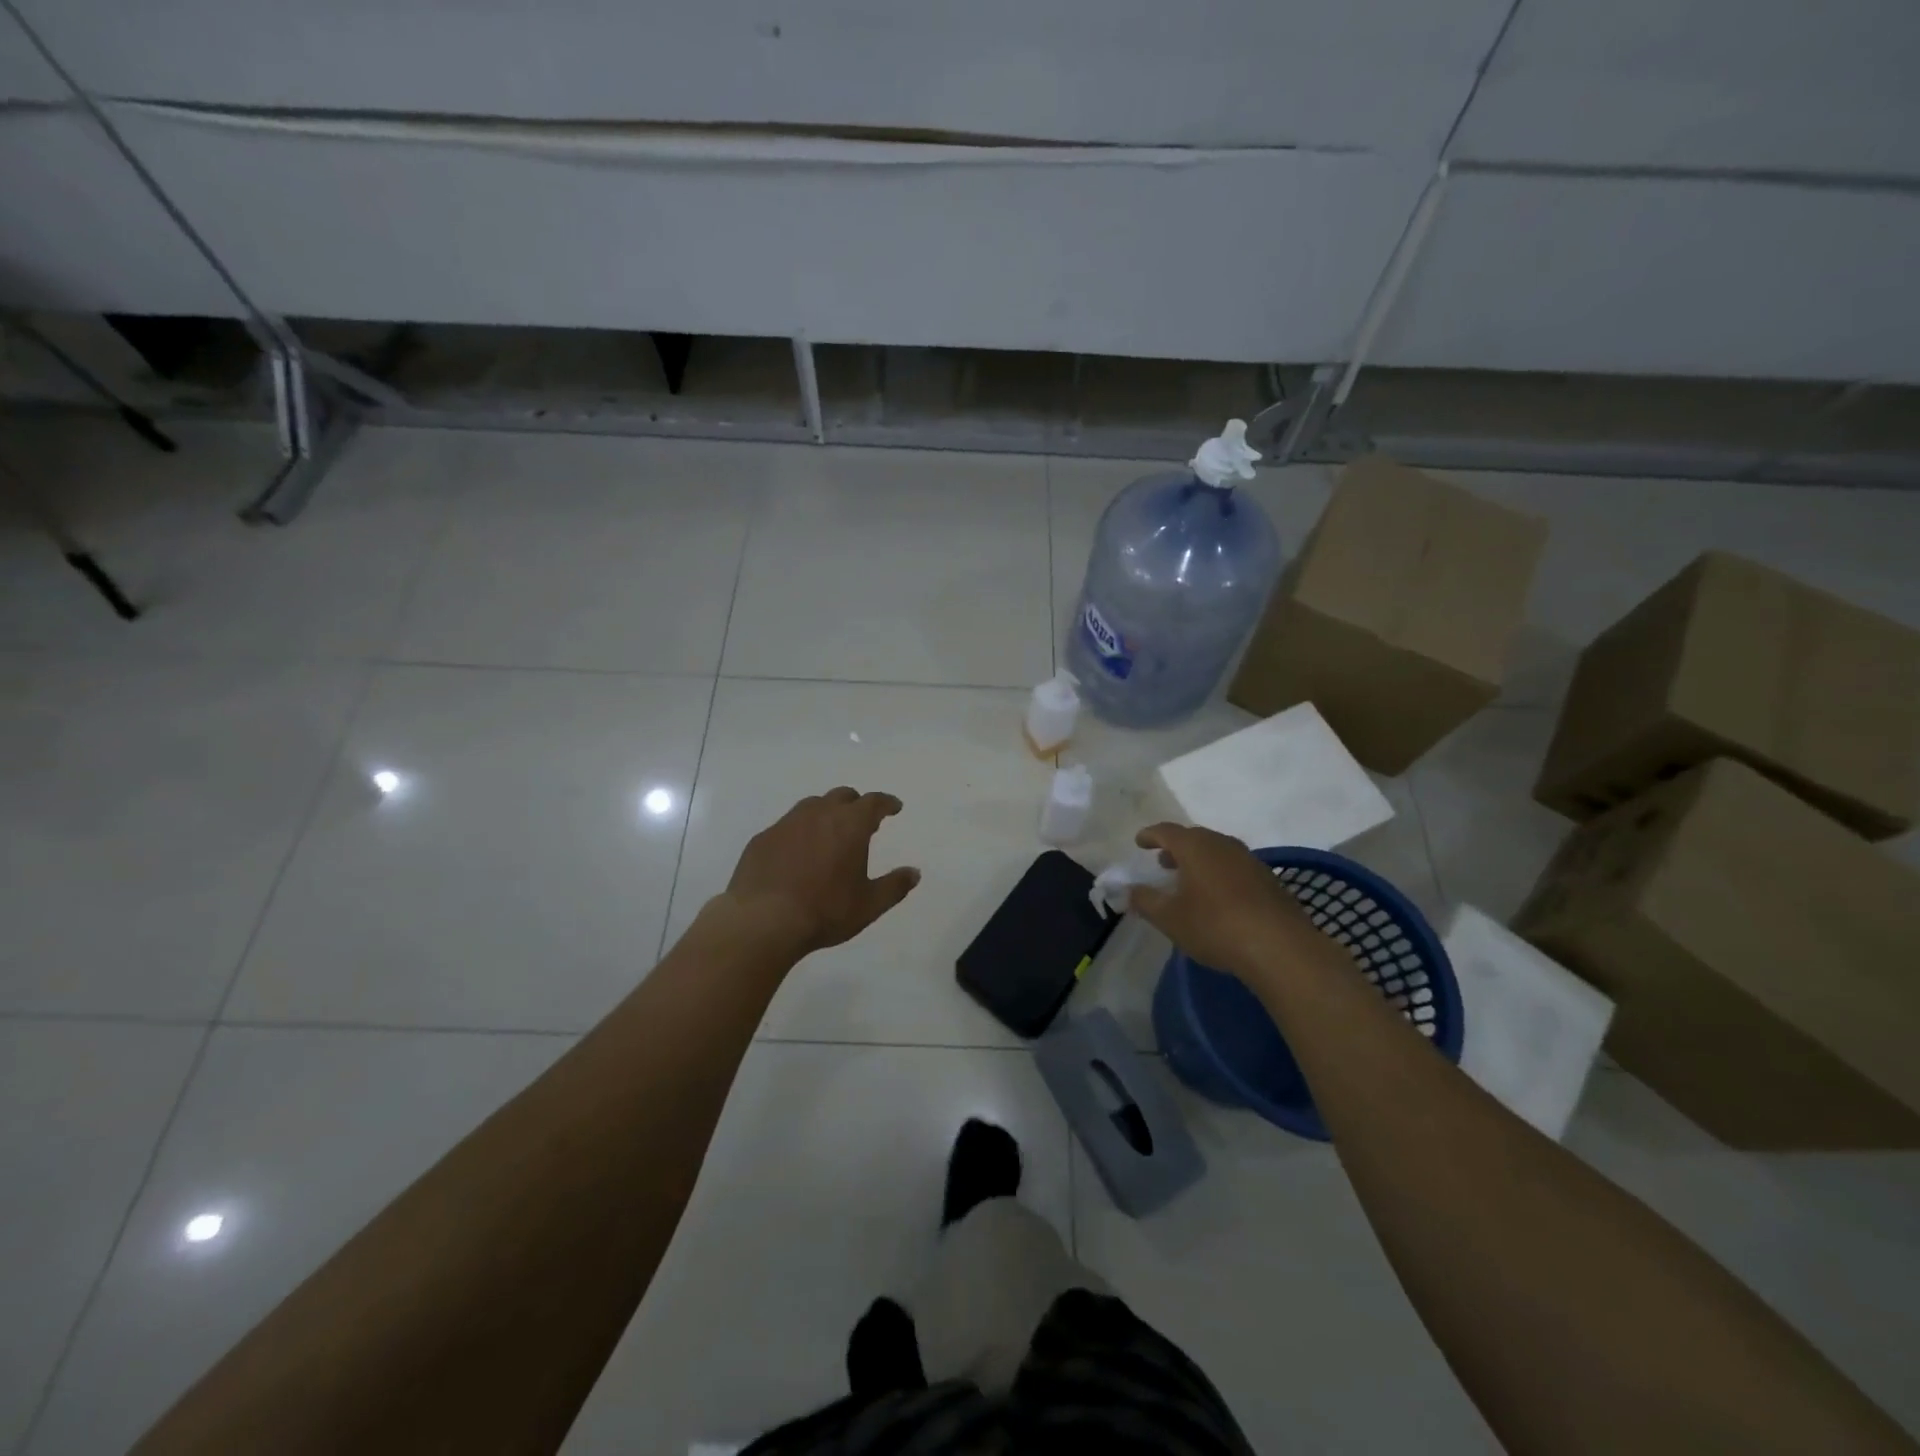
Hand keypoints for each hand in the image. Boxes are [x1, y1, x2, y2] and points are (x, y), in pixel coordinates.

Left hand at [715, 788, 920, 955]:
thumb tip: (914, 872)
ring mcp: (786, 824)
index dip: (887, 803)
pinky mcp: (762, 839)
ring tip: (829, 832)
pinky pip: (786, 826)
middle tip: (862, 820)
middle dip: (856, 804)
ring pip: (811, 806)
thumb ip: (894, 886)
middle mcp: (819, 814)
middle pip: (842, 796)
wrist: (762, 921)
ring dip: (825, 812)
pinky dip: (798, 832)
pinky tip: (796, 852)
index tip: (894, 807)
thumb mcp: (869, 905)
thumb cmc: (825, 911)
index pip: (874, 802)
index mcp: (850, 825)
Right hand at [1128, 822, 1334, 984]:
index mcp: (1195, 846)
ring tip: (1189, 880)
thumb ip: (1146, 901)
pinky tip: (1219, 897)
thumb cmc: (1215, 926)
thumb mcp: (1170, 918)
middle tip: (1163, 862)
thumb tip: (1131, 891)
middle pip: (1194, 838)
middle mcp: (1223, 844)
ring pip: (1217, 851)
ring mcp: (1250, 860)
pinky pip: (1235, 867)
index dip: (1150, 835)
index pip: (1166, 831)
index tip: (1139, 842)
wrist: (1280, 948)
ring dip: (1200, 861)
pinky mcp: (1269, 880)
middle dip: (1176, 848)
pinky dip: (1220, 874)